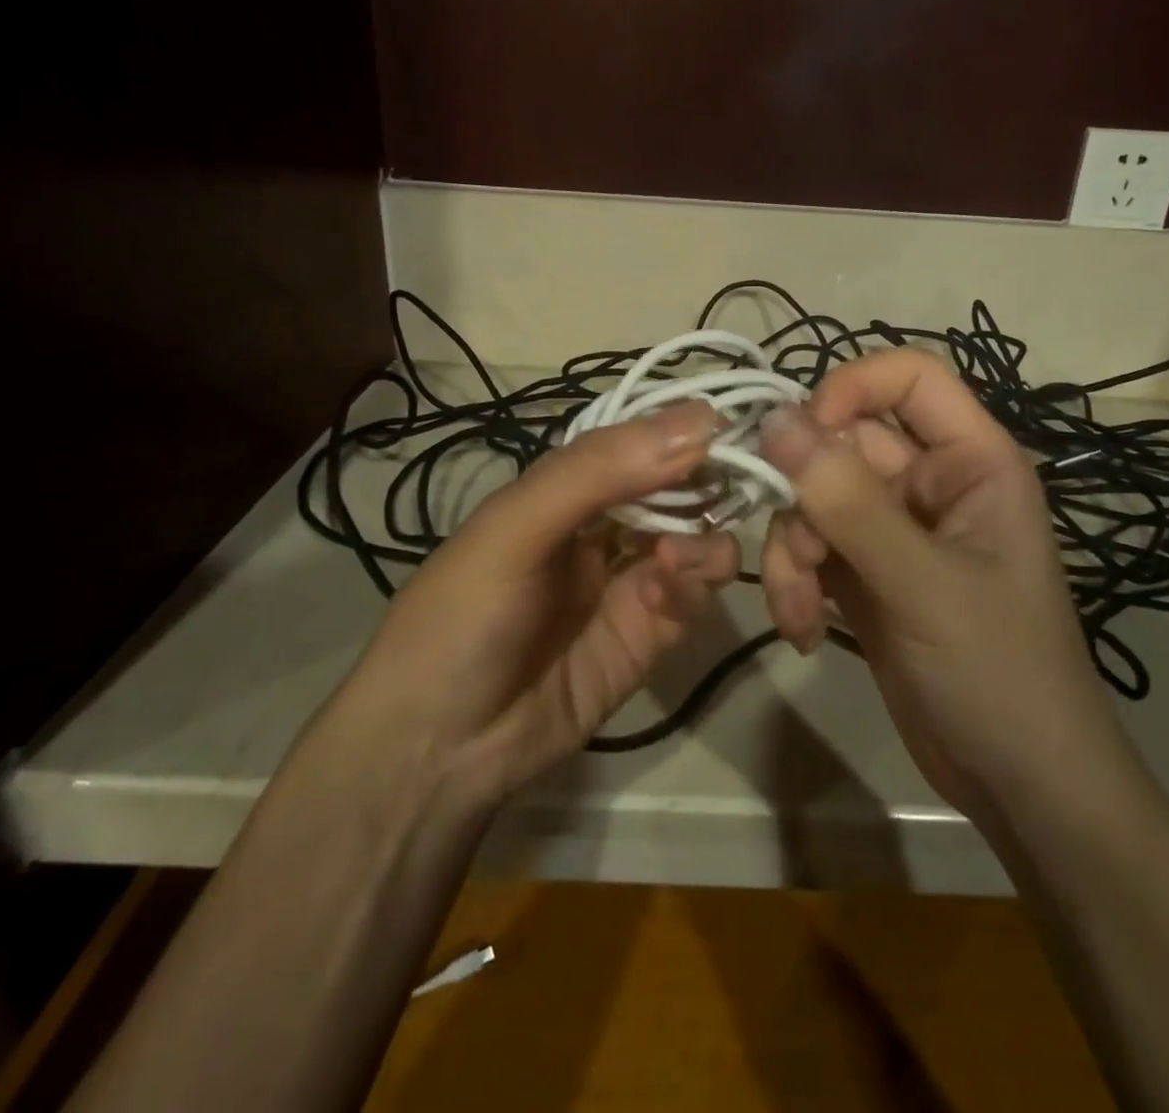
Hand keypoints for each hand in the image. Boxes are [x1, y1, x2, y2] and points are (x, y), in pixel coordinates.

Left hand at [334, 400, 739, 806]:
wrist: (436, 752)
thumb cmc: (461, 617)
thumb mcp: (516, 528)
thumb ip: (600, 470)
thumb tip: (701, 417)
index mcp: (567, 489)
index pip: (640, 441)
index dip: (684, 430)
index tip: (732, 425)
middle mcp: (605, 527)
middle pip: (678, 489)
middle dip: (706, 484)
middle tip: (729, 489)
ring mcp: (630, 582)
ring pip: (698, 540)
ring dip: (702, 539)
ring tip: (675, 559)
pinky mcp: (650, 636)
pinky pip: (693, 596)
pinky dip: (692, 587)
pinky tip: (662, 597)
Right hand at [757, 349, 1117, 821]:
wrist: (1019, 784)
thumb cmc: (998, 672)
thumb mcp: (920, 583)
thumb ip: (847, 500)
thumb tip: (774, 419)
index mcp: (971, 460)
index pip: (908, 378)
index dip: (848, 389)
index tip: (798, 438)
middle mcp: (930, 482)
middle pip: (842, 444)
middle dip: (805, 501)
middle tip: (796, 555)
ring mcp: (894, 529)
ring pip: (815, 499)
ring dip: (793, 553)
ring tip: (799, 615)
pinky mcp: (866, 573)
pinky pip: (812, 547)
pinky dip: (796, 583)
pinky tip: (804, 632)